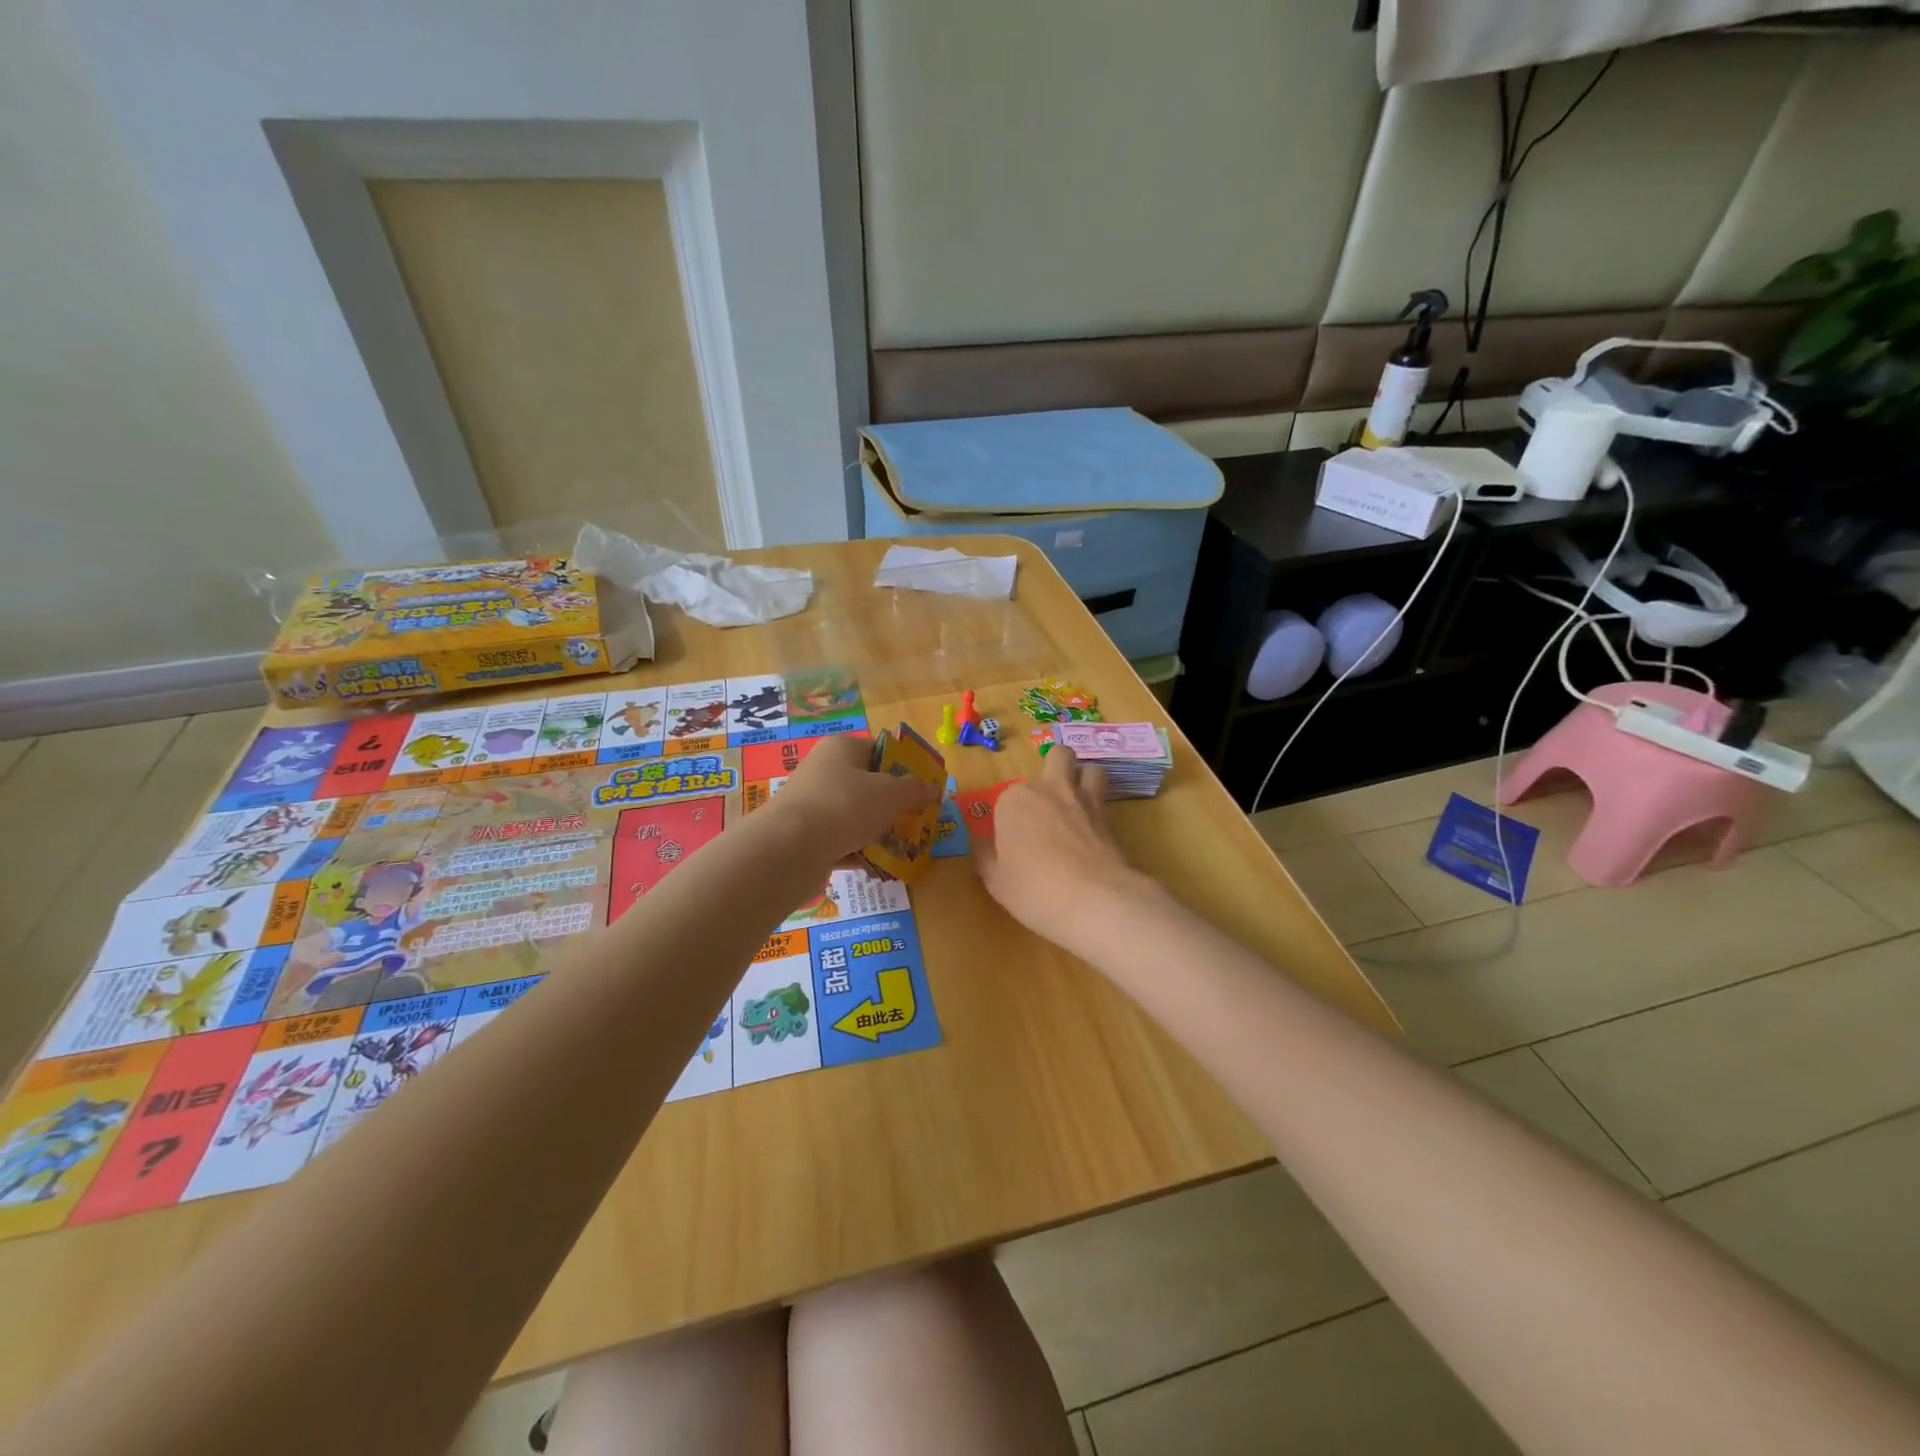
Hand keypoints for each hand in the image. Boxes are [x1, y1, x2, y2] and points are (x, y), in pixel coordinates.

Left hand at [768, 733, 934, 861]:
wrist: (790, 848)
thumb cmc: (845, 805)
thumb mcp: (890, 793)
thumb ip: (914, 790)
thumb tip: (932, 787)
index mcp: (841, 749)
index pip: (878, 750)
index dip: (903, 767)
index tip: (923, 788)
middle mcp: (823, 771)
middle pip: (867, 785)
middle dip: (892, 804)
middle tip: (917, 820)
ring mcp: (812, 805)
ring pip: (854, 816)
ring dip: (877, 831)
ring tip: (903, 847)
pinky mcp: (805, 837)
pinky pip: (841, 842)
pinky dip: (859, 852)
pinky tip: (878, 866)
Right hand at [974, 747, 1161, 953]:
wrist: (1094, 899)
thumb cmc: (1033, 889)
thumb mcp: (995, 880)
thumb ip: (986, 856)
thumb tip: (983, 845)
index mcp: (1015, 800)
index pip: (1007, 797)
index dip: (1010, 818)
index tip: (1012, 842)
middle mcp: (1049, 789)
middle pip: (1056, 759)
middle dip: (1054, 770)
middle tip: (1048, 802)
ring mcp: (1084, 799)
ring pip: (1089, 768)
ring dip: (1083, 778)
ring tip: (1078, 802)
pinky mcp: (1111, 816)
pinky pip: (1106, 797)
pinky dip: (1100, 805)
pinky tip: (1094, 828)